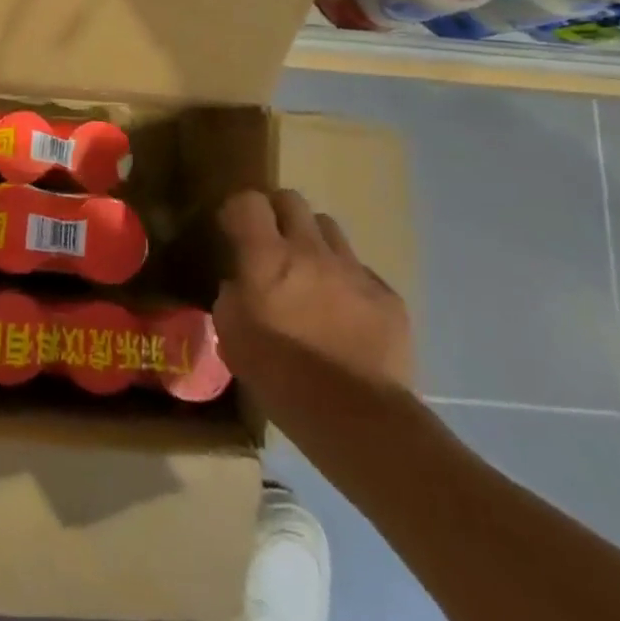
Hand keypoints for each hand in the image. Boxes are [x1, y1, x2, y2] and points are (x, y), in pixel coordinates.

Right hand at [213, 188, 413, 393]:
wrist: (358, 420)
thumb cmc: (281, 377)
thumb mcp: (232, 337)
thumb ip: (231, 297)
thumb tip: (239, 284)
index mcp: (267, 257)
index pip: (249, 201)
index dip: (239, 211)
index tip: (233, 230)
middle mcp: (310, 250)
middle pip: (292, 200)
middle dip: (277, 214)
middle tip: (271, 244)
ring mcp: (353, 270)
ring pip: (329, 229)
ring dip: (314, 242)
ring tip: (310, 274)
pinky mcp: (387, 296)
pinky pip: (361, 271)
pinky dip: (347, 282)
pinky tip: (345, 313)